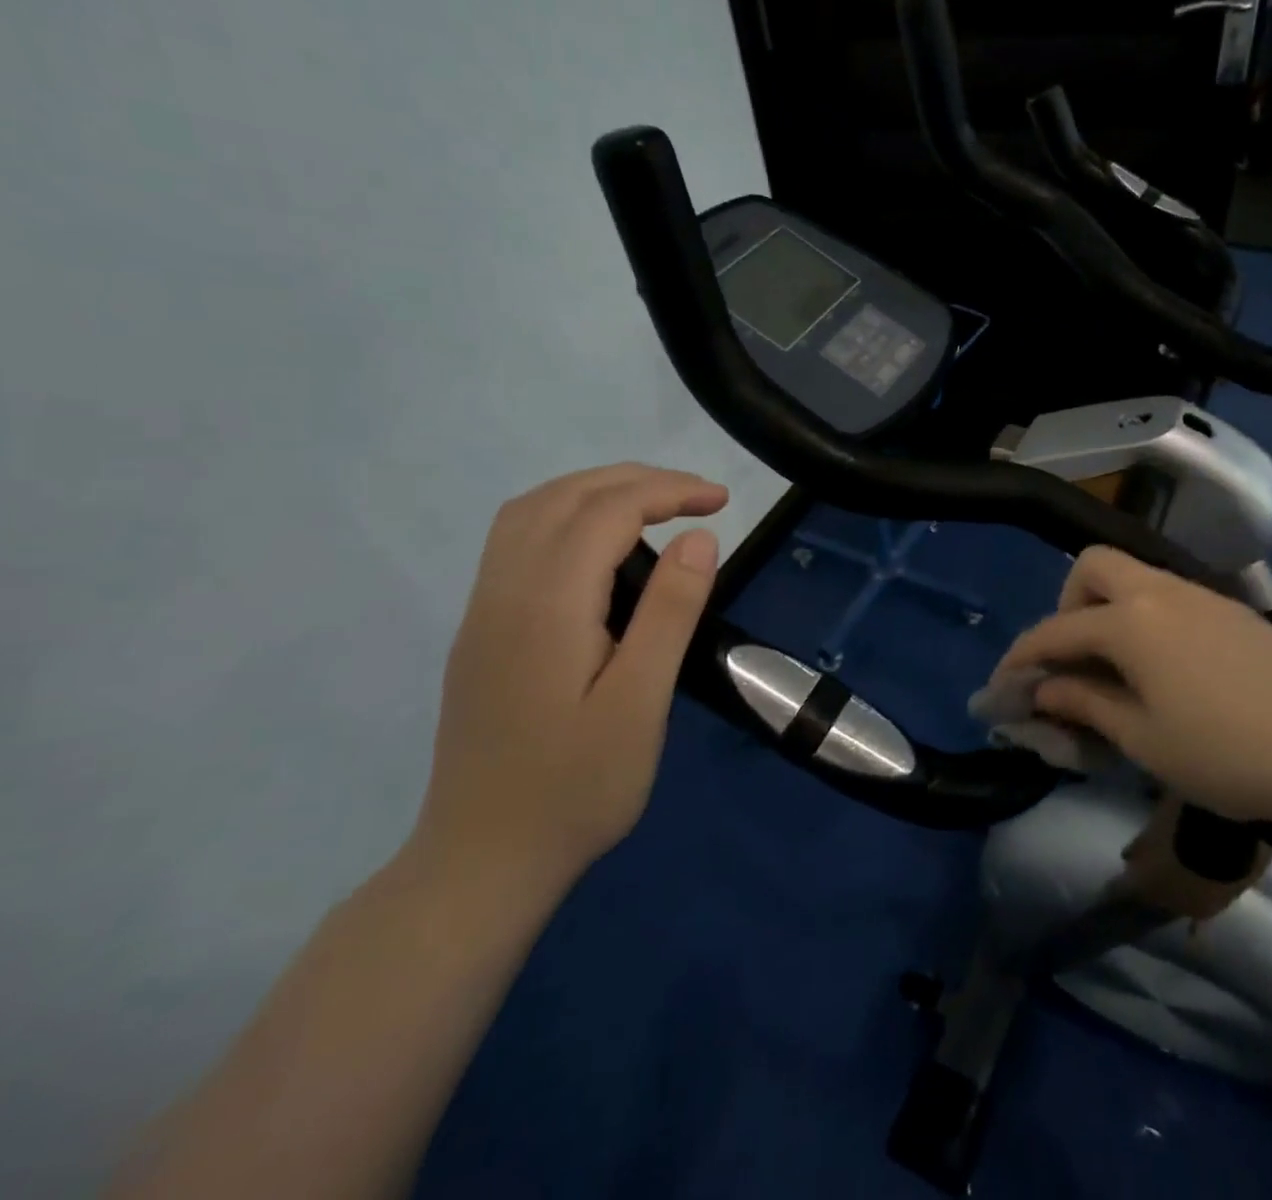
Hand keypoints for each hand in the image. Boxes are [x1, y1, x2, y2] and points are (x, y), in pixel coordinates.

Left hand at [415, 464, 728, 887]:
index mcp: (546, 604)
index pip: (607, 510)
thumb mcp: (641, 702)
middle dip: (636, 480)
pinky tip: (599, 546)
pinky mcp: (480, 630)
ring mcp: (483, 609)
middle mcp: (503, 590)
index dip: (669, 491)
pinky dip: (566, 515)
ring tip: (654, 506)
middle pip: (565, 496)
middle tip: (697, 496)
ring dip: (595, 490)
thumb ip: (669, 612)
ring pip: (532, 511)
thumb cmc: (577, 787)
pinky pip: (517, 540)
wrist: (483, 861)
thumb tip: (698, 537)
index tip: (721, 501)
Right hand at [993, 547, 1271, 822]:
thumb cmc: (1228, 753)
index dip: (1022, 657)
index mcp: (1130, 622)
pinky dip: (1144, 617)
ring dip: (1107, 609)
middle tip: (1073, 659)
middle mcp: (1160, 591)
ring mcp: (1200, 594)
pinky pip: (1167, 595)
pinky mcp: (1231, 608)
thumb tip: (1044, 690)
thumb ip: (1087, 705)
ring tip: (1116, 668)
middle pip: (1093, 567)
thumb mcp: (1145, 740)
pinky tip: (1164, 667)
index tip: (1004, 685)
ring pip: (1134, 576)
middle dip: (1067, 606)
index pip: (1056, 630)